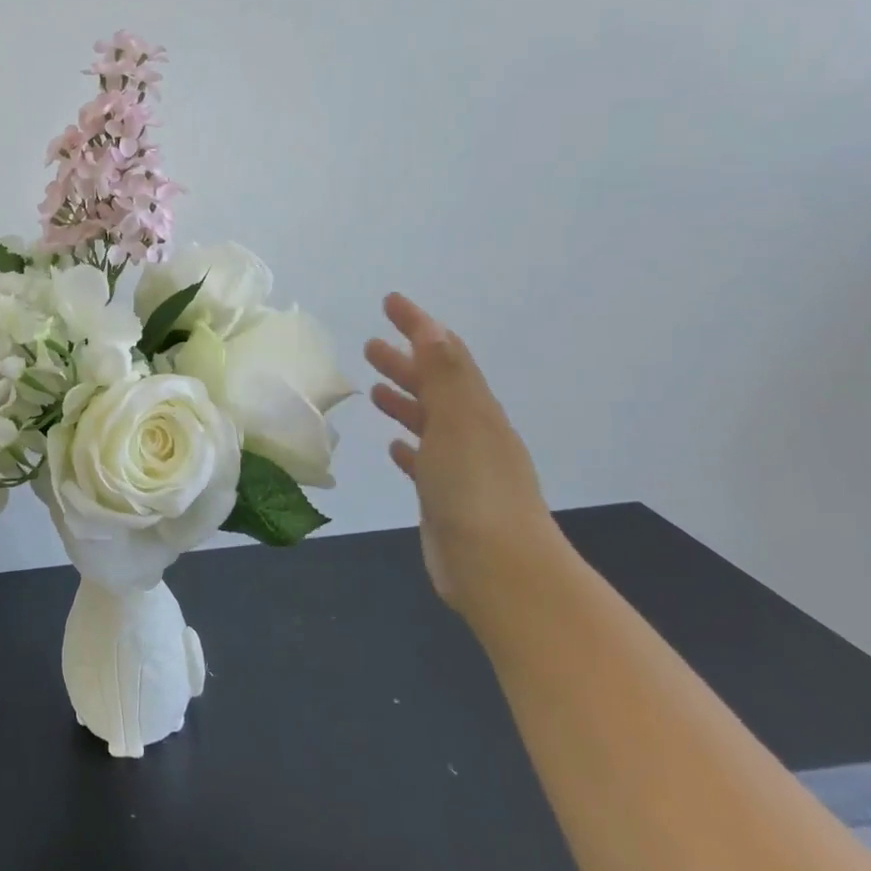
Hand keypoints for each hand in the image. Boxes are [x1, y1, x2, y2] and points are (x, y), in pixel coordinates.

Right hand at [364, 293, 562, 613]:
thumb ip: (444, 374)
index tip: (390, 301)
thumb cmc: (474, 488)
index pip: (446, 354)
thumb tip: (431, 327)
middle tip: (370, 345)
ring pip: (428, 421)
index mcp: (475, 409)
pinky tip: (394, 447)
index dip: (419, 325)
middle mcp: (471, 432)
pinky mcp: (446, 497)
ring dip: (404, 400)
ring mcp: (461, 466)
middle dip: (405, 362)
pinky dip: (409, 445)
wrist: (499, 568)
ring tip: (374, 389)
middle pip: (436, 385)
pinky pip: (424, 460)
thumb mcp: (459, 421)